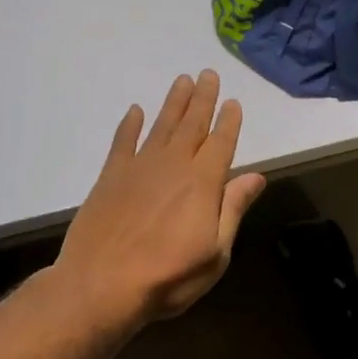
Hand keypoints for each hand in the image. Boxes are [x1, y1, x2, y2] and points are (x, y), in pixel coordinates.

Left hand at [56, 69, 266, 328]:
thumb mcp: (215, 253)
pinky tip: (135, 111)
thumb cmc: (167, 277)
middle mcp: (173, 165)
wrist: (101, 284)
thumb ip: (233, 209)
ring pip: (161, 125)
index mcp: (203, 183)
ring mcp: (139, 167)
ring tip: (182, 80)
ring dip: (173, 102)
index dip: (229, 121)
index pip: (221, 143)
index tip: (233, 102)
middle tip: (208, 74)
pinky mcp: (111, 176)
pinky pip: (123, 141)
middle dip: (202, 98)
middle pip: (192, 124)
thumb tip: (256, 176)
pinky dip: (130, 124)